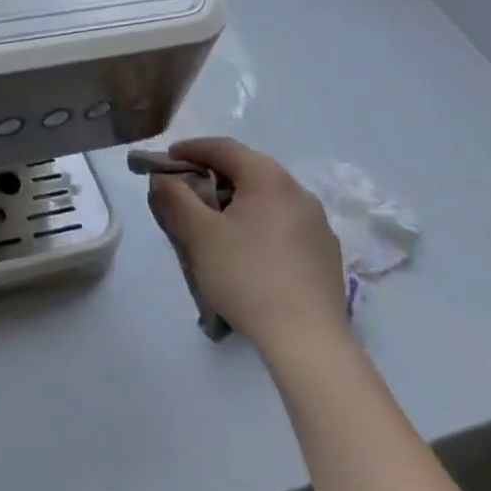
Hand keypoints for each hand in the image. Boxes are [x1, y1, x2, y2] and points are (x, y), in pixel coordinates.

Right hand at [145, 137, 349, 367]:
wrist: (309, 342)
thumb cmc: (247, 276)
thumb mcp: (198, 234)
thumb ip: (175, 198)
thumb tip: (164, 179)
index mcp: (269, 178)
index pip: (224, 148)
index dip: (192, 149)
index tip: (168, 160)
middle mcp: (299, 192)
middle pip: (248, 170)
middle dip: (214, 176)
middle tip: (187, 192)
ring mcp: (318, 225)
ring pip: (268, 199)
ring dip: (238, 202)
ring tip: (215, 225)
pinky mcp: (326, 255)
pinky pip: (285, 225)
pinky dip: (260, 225)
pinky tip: (248, 253)